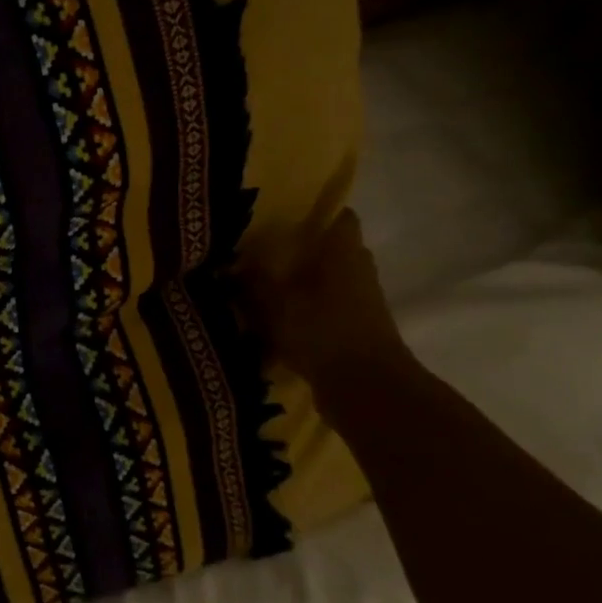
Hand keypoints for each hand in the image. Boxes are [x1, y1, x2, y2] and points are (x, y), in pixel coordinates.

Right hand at [244, 211, 407, 385]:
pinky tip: (275, 324)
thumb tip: (235, 263)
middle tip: (260, 254)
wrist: (365, 389)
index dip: (313, 213)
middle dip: (299, 252)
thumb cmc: (322, 332)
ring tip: (260, 290)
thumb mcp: (276, 303)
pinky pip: (326, 312)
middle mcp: (358, 270)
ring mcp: (362, 303)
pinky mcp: (356, 331)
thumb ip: (255, 281)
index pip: (339, 217)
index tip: (280, 216)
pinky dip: (306, 314)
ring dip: (301, 286)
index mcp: (344, 252)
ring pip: (327, 283)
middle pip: (330, 251)